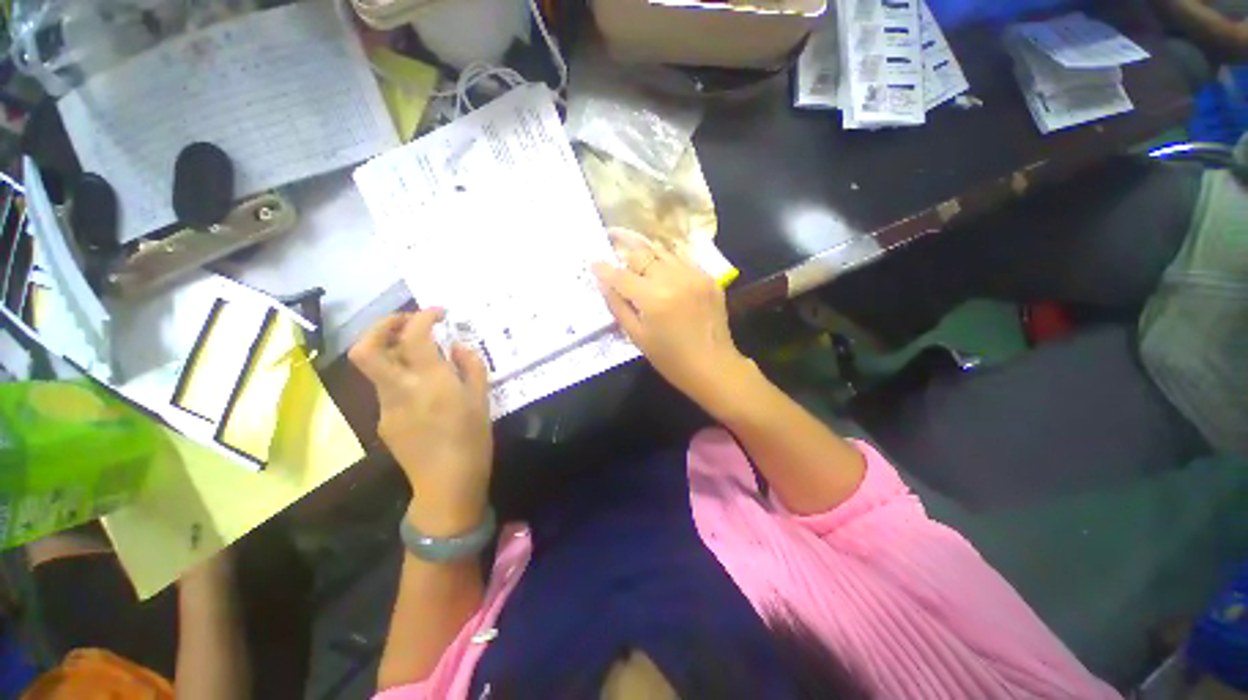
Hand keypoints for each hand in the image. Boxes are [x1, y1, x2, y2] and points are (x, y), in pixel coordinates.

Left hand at [350, 310, 492, 535]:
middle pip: (366, 349)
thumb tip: (457, 346)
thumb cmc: (473, 439)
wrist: (447, 484)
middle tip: (408, 321)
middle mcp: (400, 390)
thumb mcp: (482, 399)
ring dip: (393, 350)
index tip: (439, 312)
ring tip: (421, 352)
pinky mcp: (383, 421)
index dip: (423, 316)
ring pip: (376, 368)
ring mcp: (385, 407)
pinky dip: (401, 376)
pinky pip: (387, 388)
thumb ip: (470, 367)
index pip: (414, 337)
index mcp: (431, 383)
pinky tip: (424, 390)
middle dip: (383, 325)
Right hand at [592, 229, 756, 415]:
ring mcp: (695, 276)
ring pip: (663, 253)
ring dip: (648, 259)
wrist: (713, 366)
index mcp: (653, 298)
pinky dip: (669, 264)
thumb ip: (618, 306)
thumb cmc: (670, 359)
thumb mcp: (637, 336)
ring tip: (642, 270)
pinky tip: (666, 276)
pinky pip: (683, 260)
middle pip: (642, 256)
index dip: (605, 269)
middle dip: (626, 261)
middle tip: (621, 271)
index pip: (621, 275)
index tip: (594, 265)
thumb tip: (603, 283)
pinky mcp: (709, 278)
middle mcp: (674, 279)